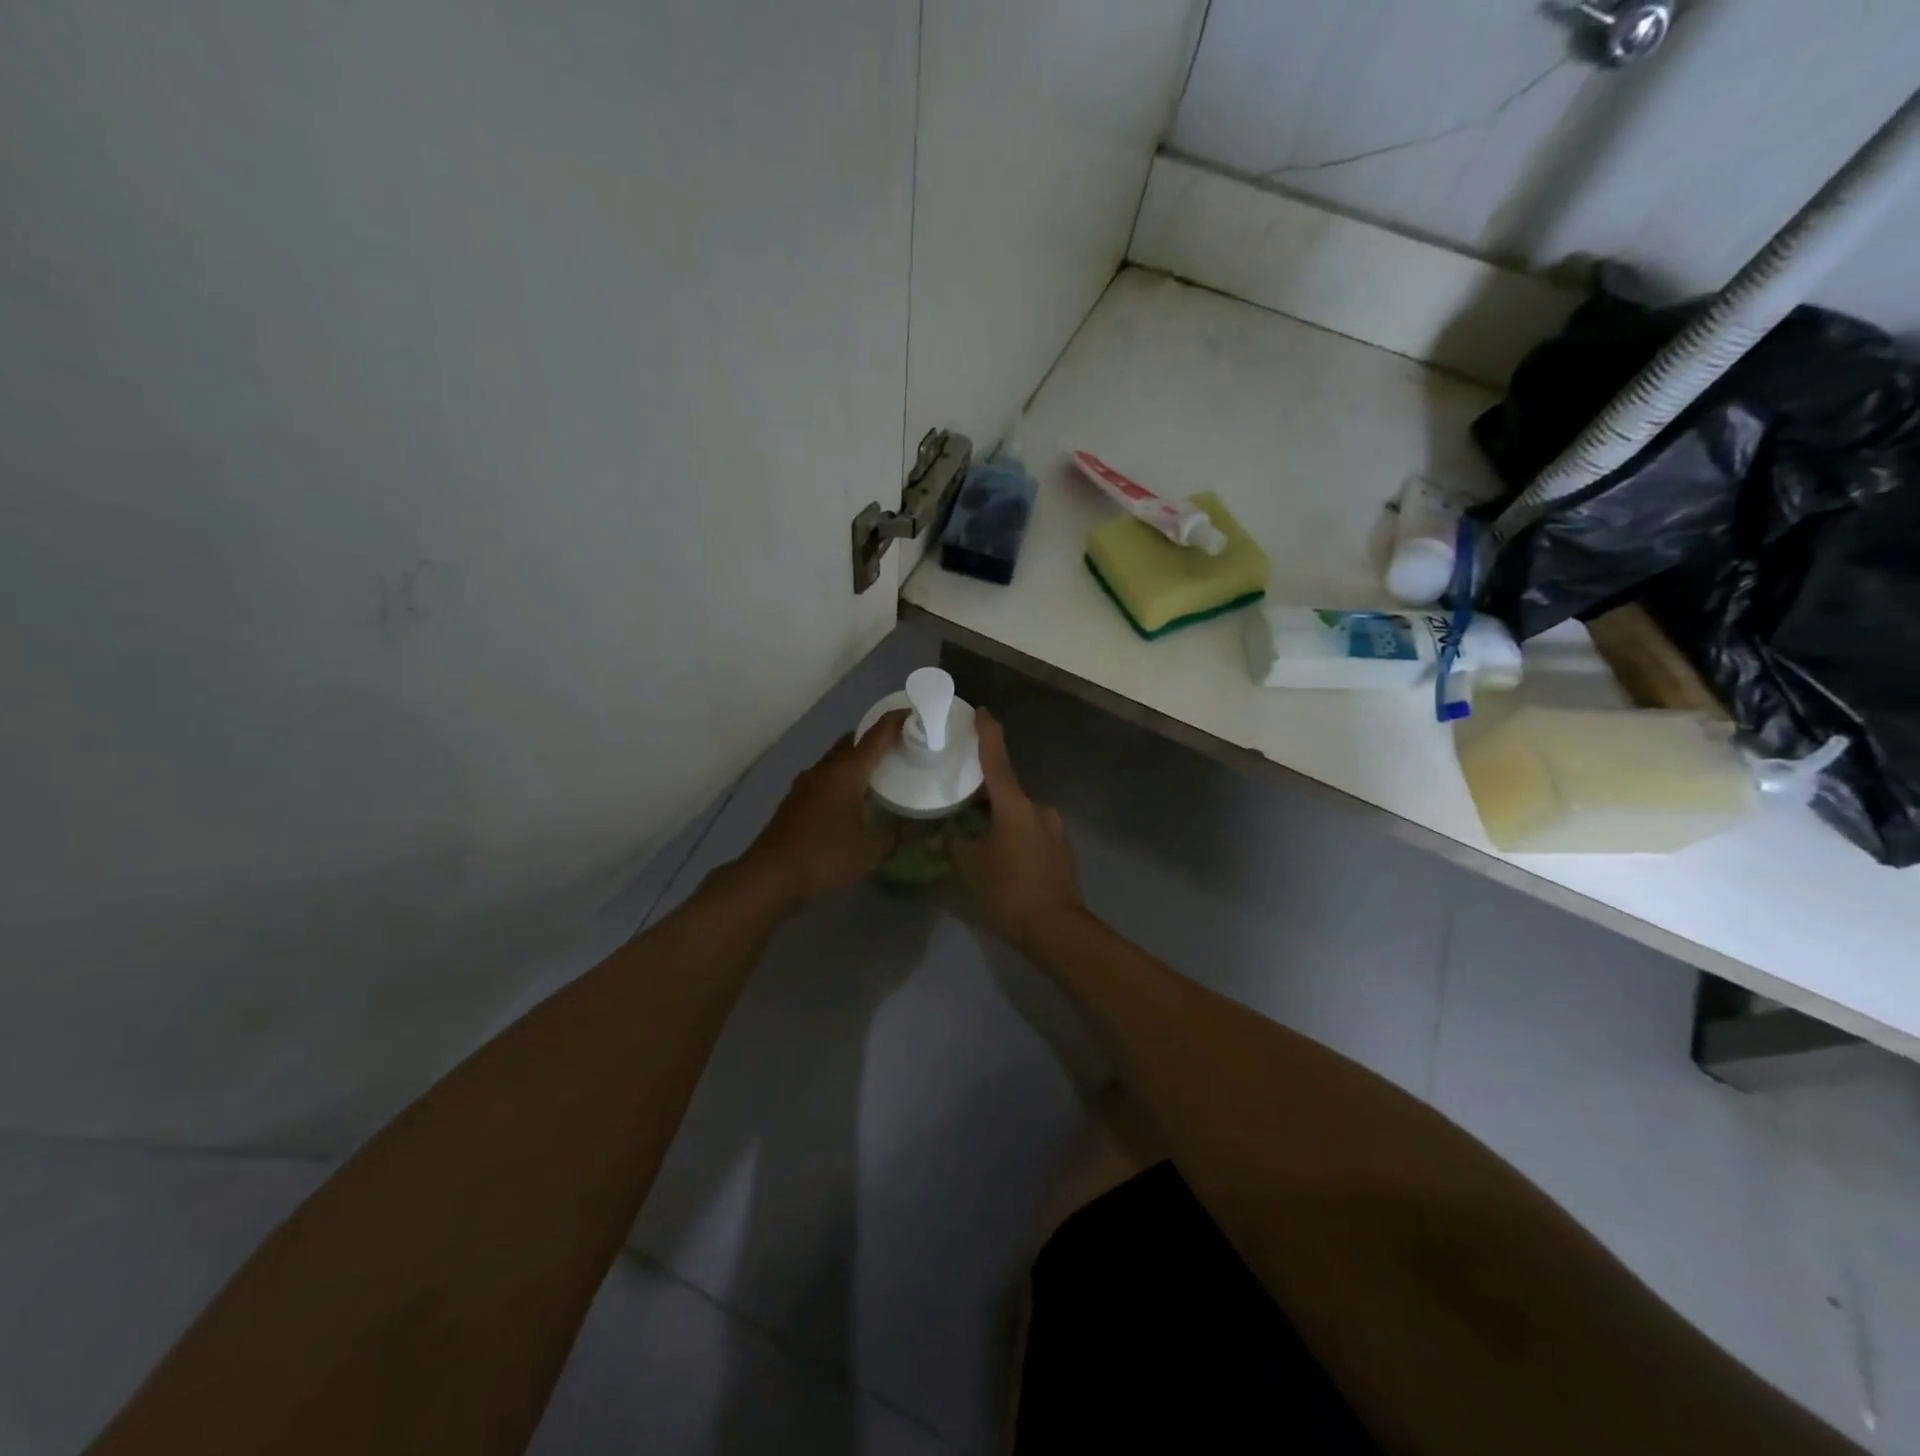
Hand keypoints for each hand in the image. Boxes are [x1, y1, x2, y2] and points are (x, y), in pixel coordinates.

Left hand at [734, 712, 905, 910]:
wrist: (769, 877)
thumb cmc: (825, 858)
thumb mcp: (870, 852)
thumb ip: (892, 836)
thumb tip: (906, 828)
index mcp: (847, 774)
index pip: (876, 737)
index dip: (895, 722)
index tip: (912, 713)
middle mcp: (824, 771)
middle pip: (850, 742)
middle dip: (871, 740)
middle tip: (894, 750)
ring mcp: (804, 785)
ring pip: (833, 761)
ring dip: (852, 762)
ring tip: (872, 777)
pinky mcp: (792, 802)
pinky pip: (822, 779)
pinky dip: (838, 780)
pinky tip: (846, 802)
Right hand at [948, 710, 1084, 949]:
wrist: (1057, 929)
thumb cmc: (1009, 891)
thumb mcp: (972, 868)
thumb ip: (954, 846)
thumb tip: (940, 837)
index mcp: (1015, 805)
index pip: (997, 759)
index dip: (988, 733)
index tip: (981, 711)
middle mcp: (1038, 809)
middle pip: (1007, 789)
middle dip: (984, 789)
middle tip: (959, 788)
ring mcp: (1053, 829)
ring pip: (1018, 812)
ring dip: (998, 815)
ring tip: (973, 827)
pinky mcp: (1059, 849)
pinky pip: (1029, 830)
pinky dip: (1011, 831)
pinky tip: (997, 850)